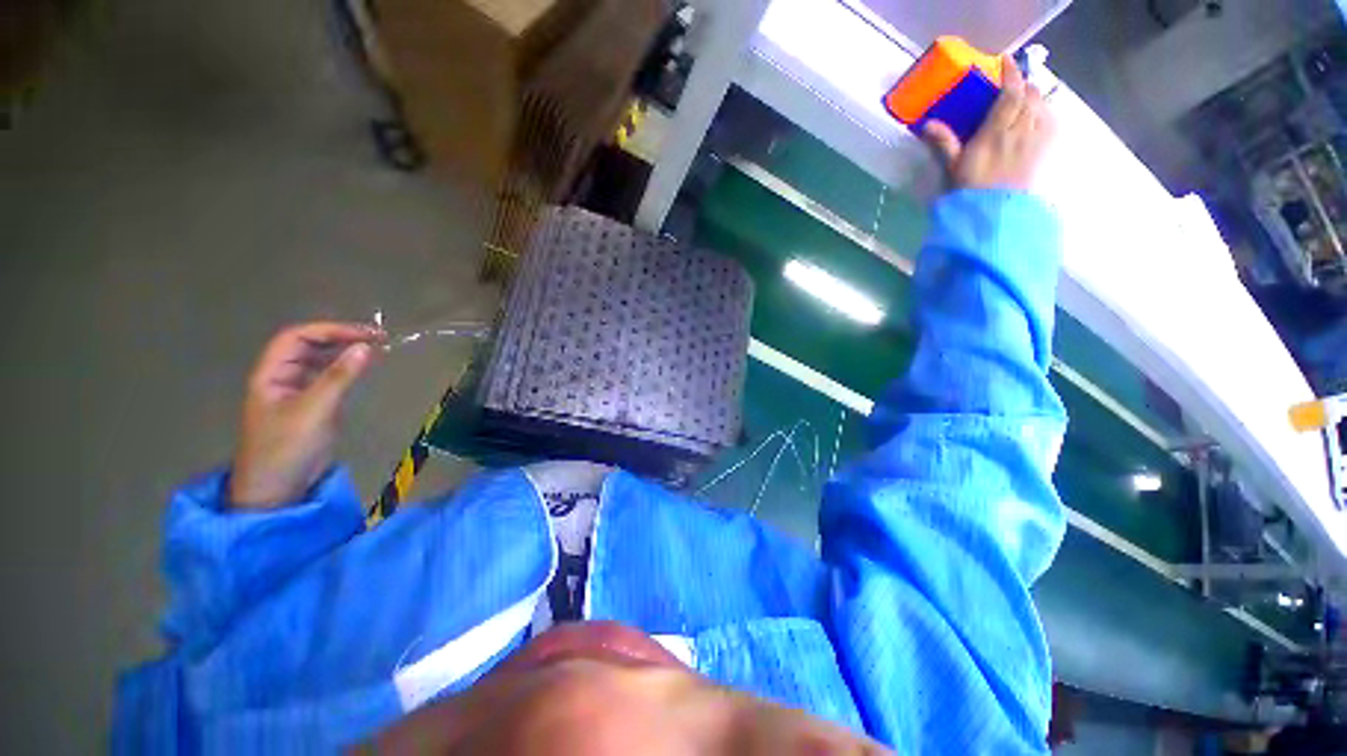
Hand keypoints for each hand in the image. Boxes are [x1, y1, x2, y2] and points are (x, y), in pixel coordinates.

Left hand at [229, 322, 384, 509]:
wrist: (277, 489)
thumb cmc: (288, 447)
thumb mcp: (315, 410)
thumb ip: (340, 377)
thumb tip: (367, 347)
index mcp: (271, 373)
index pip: (298, 337)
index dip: (331, 330)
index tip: (367, 334)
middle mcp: (282, 377)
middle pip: (308, 345)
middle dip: (341, 337)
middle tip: (378, 338)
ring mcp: (296, 391)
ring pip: (319, 360)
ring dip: (345, 351)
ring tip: (376, 349)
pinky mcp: (311, 405)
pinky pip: (328, 378)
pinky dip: (346, 369)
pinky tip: (362, 369)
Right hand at [922, 54, 1055, 190]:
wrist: (995, 211)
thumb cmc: (971, 188)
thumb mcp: (953, 166)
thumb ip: (944, 143)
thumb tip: (927, 124)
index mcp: (996, 132)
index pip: (1010, 93)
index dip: (1010, 73)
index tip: (1005, 60)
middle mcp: (1021, 129)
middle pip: (1029, 94)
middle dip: (1022, 85)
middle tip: (1012, 84)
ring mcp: (1038, 137)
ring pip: (1042, 104)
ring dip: (1034, 96)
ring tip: (1025, 98)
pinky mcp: (1047, 147)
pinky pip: (1052, 118)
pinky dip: (1045, 110)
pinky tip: (1038, 114)